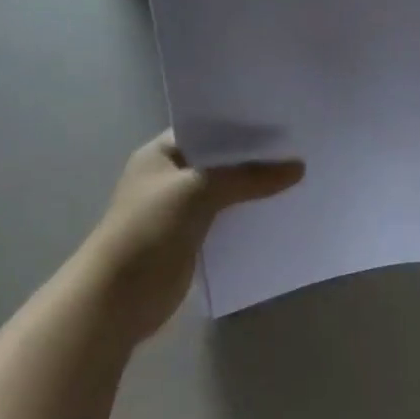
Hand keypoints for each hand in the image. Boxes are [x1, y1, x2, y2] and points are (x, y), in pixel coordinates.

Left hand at [75, 131, 303, 345]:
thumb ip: (248, 177)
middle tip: (300, 148)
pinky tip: (280, 210)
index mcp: (161, 154)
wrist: (119, 296)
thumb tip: (299, 167)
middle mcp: (170, 177)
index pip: (207, 129)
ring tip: (300, 176)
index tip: (281, 121)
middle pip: (220, 161)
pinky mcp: (192, 239)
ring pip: (227, 191)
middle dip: (254, 158)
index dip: (241, 125)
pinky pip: (228, 220)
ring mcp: (180, 210)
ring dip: (254, 189)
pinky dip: (249, 216)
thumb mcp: (199, 190)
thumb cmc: (149, 229)